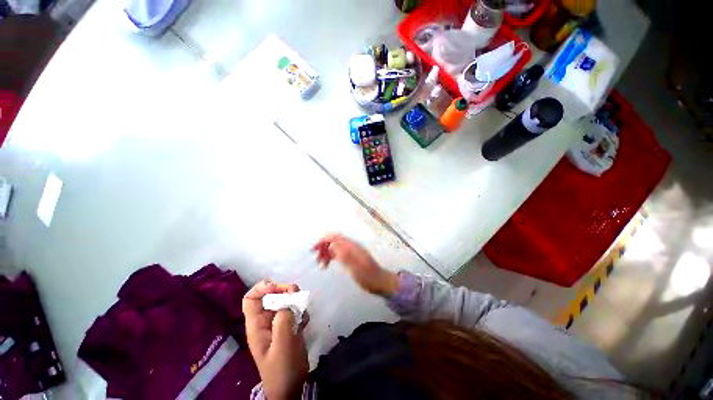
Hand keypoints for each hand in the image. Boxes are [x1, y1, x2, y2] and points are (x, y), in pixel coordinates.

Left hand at [242, 281, 307, 399]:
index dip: (262, 288)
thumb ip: (283, 320)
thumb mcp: (283, 344)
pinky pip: (294, 311)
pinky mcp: (288, 328)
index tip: (278, 288)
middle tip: (296, 292)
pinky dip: (301, 312)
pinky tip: (305, 322)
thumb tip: (288, 302)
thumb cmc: (283, 369)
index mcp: (256, 325)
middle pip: (270, 296)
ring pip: (284, 302)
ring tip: (303, 310)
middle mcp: (265, 322)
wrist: (291, 389)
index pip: (251, 298)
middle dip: (283, 290)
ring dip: (295, 301)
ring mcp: (278, 325)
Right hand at [313, 233, 399, 296]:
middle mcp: (351, 246)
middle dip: (323, 247)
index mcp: (351, 246)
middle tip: (317, 259)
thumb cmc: (367, 276)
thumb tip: (331, 244)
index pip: (335, 237)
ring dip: (327, 253)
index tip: (315, 249)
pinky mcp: (352, 258)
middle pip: (334, 241)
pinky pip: (338, 253)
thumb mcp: (355, 266)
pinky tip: (328, 264)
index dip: (324, 240)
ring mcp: (351, 251)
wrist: (380, 282)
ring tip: (321, 265)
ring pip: (335, 247)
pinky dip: (331, 257)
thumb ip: (343, 254)